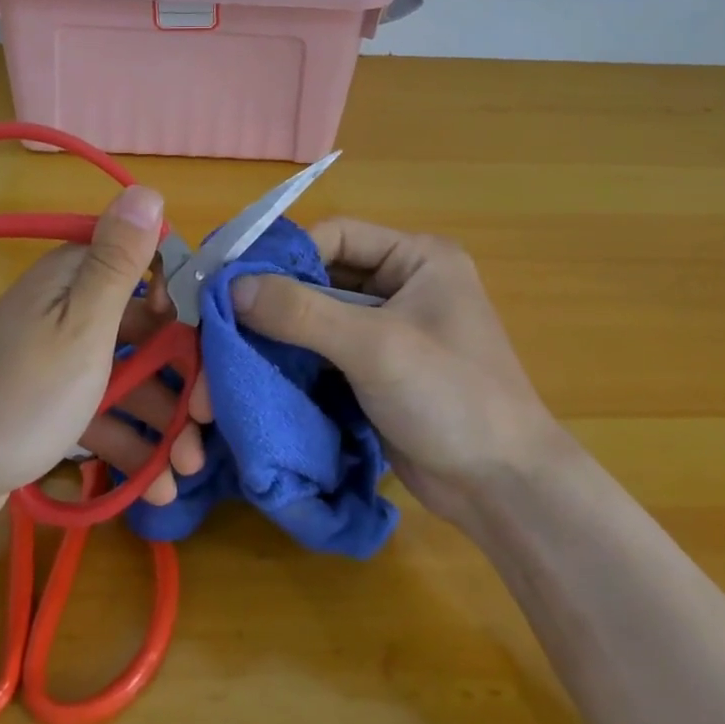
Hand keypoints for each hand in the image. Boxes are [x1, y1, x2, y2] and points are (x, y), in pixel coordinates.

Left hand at [0, 185, 210, 535]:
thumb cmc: (18, 396)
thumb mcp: (80, 325)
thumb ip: (119, 262)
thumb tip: (148, 188)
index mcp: (75, 278)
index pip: (149, 270)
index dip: (185, 305)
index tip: (210, 348)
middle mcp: (69, 310)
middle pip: (147, 332)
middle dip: (182, 378)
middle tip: (207, 427)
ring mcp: (60, 361)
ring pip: (129, 378)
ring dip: (163, 421)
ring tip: (187, 470)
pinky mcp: (53, 406)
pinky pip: (104, 414)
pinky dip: (130, 443)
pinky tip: (156, 485)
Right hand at [221, 219, 558, 528]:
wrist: (501, 488)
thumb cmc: (451, 397)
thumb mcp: (375, 347)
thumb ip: (302, 312)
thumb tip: (232, 286)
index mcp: (418, 258)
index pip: (336, 236)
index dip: (287, 254)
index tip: (235, 280)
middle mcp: (403, 285)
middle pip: (324, 276)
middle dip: (278, 297)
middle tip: (223, 317)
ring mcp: (391, 330)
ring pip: (320, 316)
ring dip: (282, 331)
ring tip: (232, 346)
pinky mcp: (377, 371)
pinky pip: (326, 351)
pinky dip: (296, 359)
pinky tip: (260, 370)